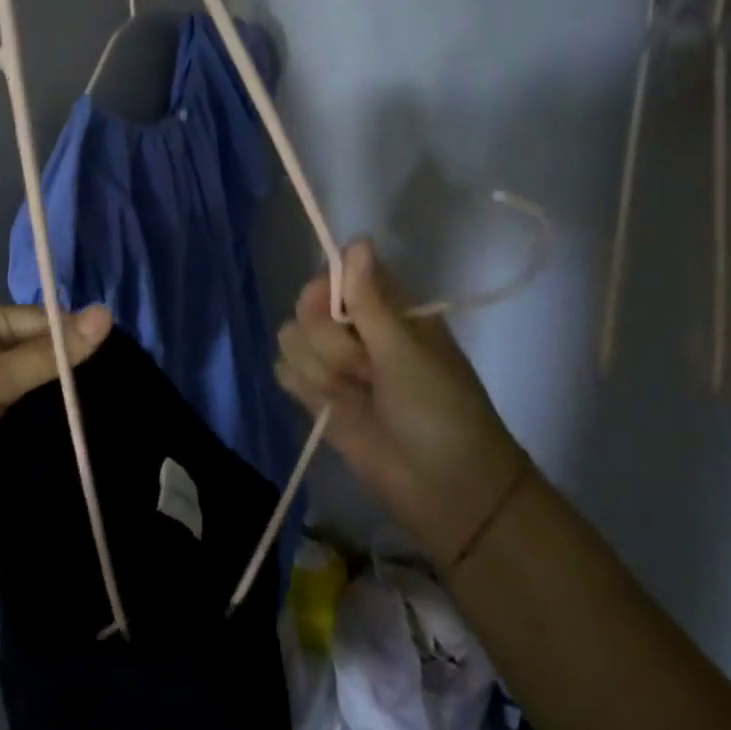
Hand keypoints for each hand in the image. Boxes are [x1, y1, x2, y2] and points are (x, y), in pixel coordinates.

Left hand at [0, 304, 112, 537]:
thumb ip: (51, 354)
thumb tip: (108, 314)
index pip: (47, 323)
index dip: (82, 339)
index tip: (127, 361)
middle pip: (48, 359)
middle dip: (79, 376)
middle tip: (129, 392)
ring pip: (43, 395)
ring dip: (69, 407)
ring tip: (119, 416)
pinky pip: (32, 425)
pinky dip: (53, 432)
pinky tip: (91, 439)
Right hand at [275, 240, 529, 564]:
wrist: (445, 489)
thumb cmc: (440, 410)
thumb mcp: (407, 351)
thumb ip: (371, 300)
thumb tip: (356, 240)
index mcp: (386, 308)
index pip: (335, 275)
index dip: (327, 290)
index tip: (341, 313)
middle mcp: (356, 329)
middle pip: (305, 309)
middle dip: (330, 343)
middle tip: (367, 370)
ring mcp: (335, 364)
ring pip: (291, 340)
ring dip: (320, 371)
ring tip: (356, 397)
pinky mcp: (317, 396)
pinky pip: (285, 372)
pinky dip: (304, 388)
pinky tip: (331, 409)